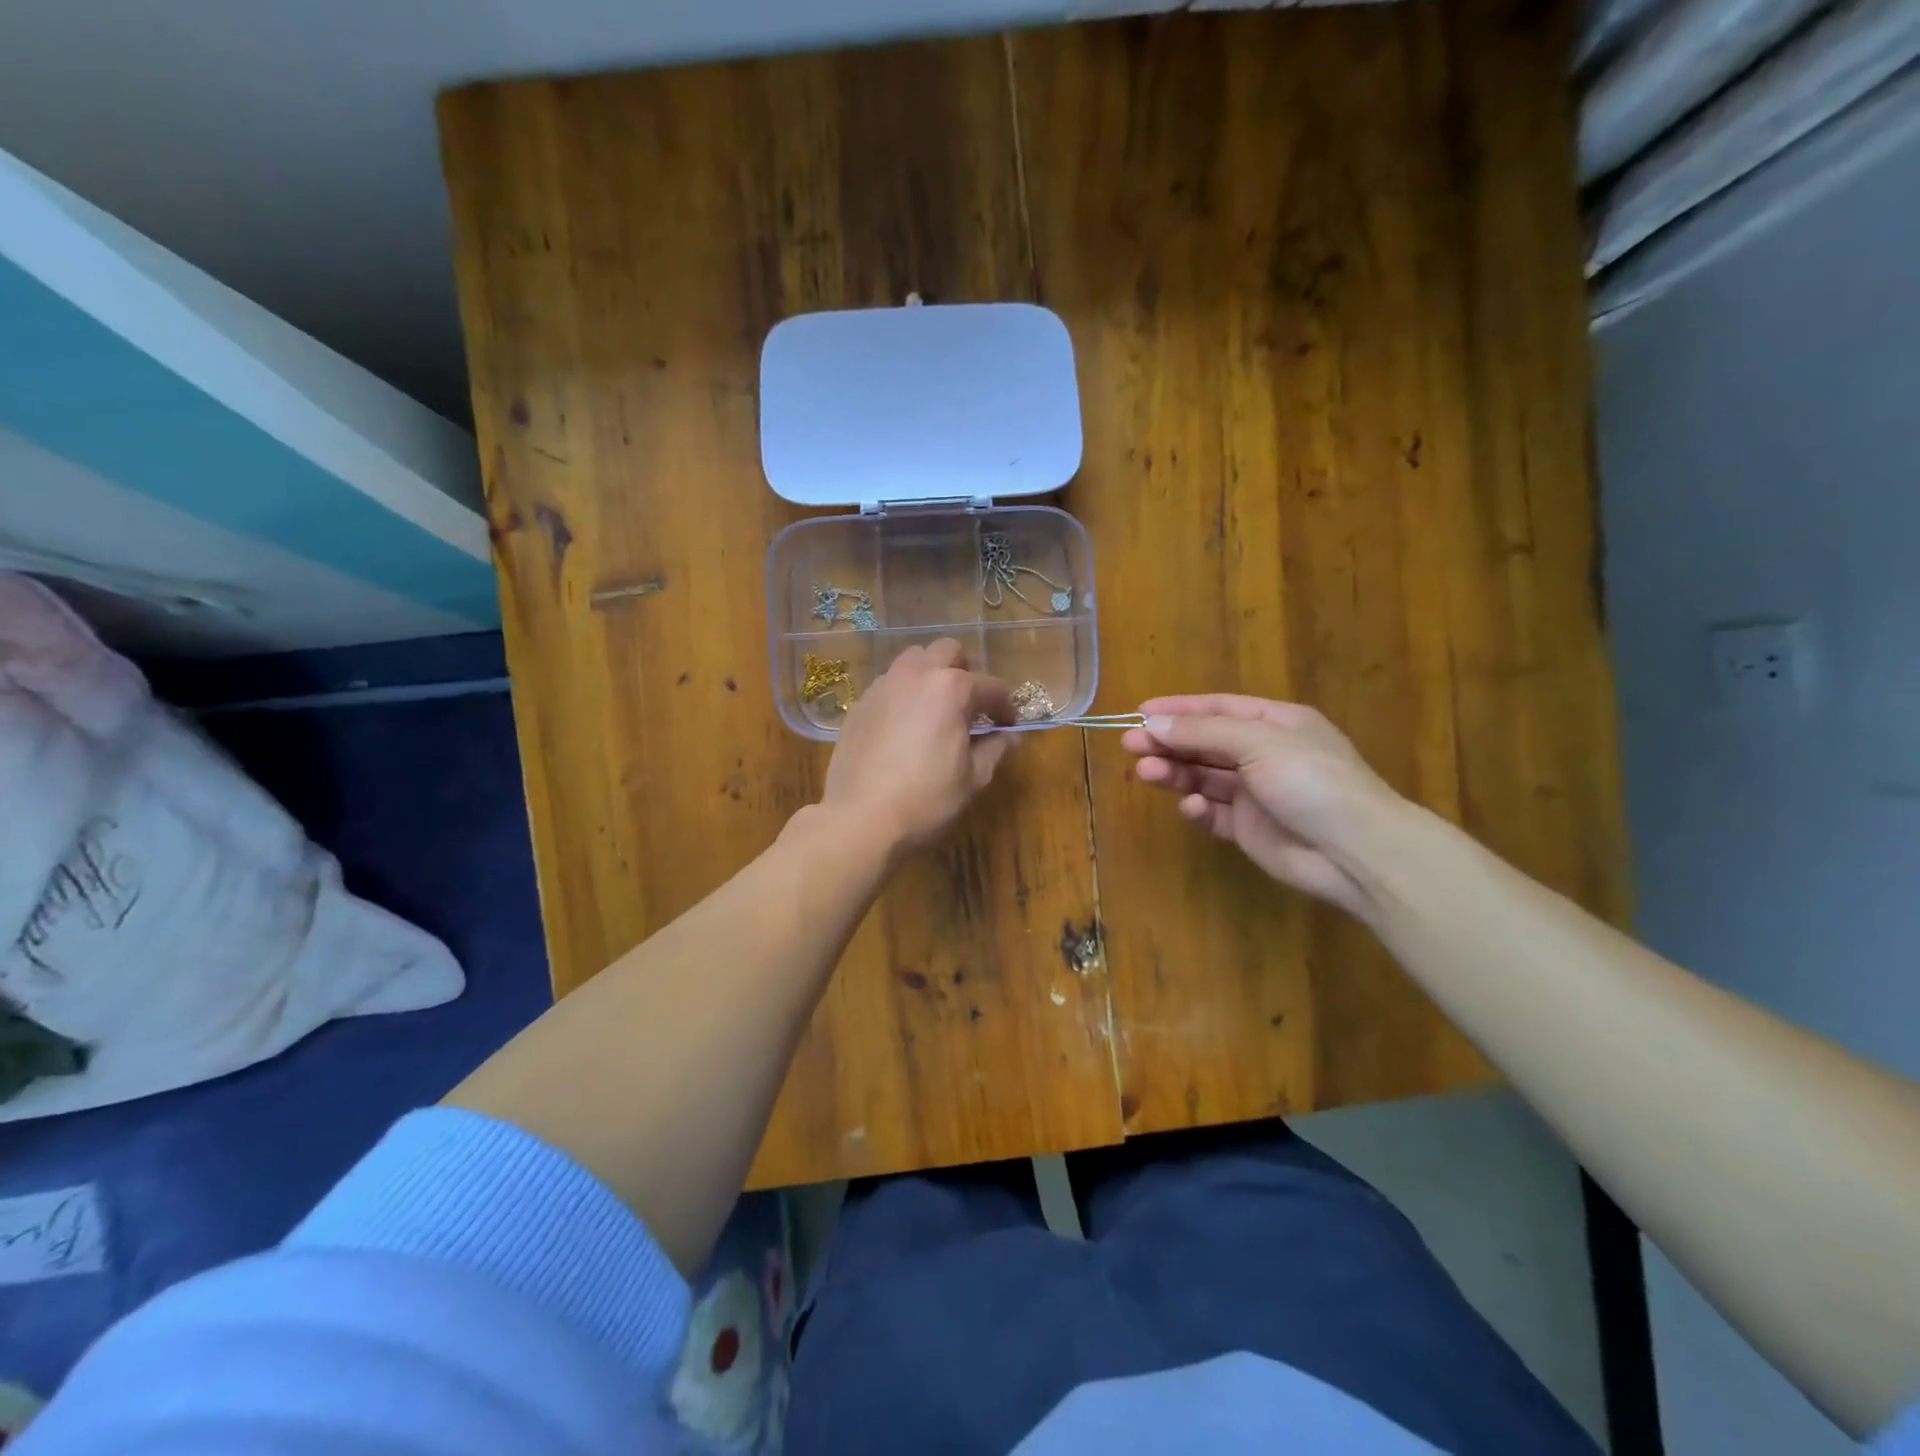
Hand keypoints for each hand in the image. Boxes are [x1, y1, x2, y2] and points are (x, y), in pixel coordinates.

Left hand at [821, 639, 1014, 854]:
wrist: (860, 818)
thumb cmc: (926, 800)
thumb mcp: (973, 779)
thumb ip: (995, 749)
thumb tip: (1010, 737)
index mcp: (951, 688)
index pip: (991, 686)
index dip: (1005, 707)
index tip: (1008, 726)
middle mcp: (916, 675)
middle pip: (947, 651)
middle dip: (965, 672)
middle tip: (970, 705)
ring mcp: (883, 686)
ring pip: (913, 660)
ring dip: (931, 675)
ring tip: (935, 708)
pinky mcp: (860, 704)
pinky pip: (888, 684)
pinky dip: (904, 694)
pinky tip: (904, 725)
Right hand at [1121, 694, 1400, 917]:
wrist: (1355, 851)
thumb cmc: (1311, 780)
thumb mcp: (1258, 742)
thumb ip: (1203, 731)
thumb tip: (1153, 722)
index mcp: (1275, 723)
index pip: (1217, 708)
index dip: (1178, 709)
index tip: (1139, 714)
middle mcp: (1263, 753)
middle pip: (1205, 742)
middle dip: (1168, 742)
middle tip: (1130, 745)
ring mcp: (1255, 793)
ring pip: (1203, 776)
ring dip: (1174, 772)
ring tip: (1145, 772)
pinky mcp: (1248, 828)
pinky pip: (1213, 812)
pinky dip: (1197, 808)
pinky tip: (1191, 807)